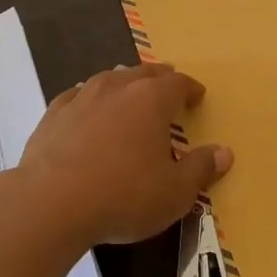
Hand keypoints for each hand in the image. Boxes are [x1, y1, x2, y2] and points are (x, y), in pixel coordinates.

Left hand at [18, 62, 231, 245]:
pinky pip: (77, 95)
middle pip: (144, 73)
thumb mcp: (175, 192)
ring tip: (130, 90)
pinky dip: (89, 98)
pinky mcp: (54, 113)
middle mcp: (118, 87)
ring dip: (124, 82)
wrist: (51, 203)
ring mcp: (82, 97)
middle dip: (159, 78)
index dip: (190, 88)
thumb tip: (225, 152)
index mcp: (151, 100)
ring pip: (109, 78)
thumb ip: (201, 169)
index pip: (178, 83)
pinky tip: (86, 107)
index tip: (197, 95)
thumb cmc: (123, 196)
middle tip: (168, 84)